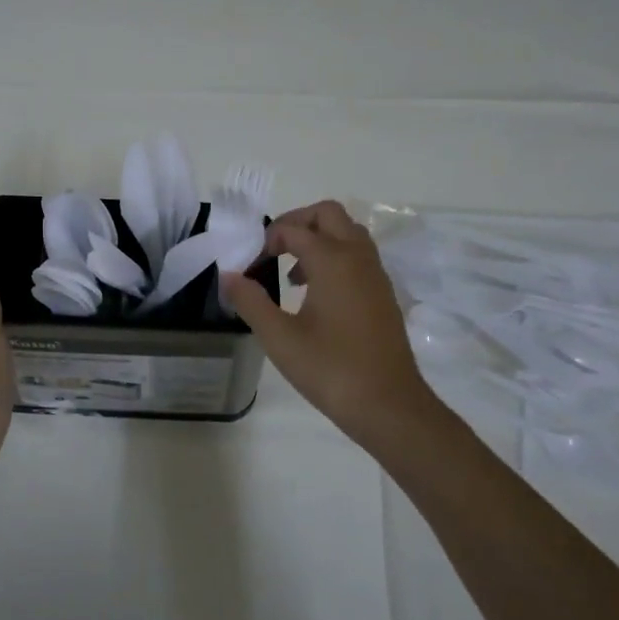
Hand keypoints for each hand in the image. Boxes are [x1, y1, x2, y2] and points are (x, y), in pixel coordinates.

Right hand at [221, 201, 442, 450]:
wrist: (389, 405)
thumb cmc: (331, 369)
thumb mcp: (279, 338)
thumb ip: (251, 302)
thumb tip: (229, 275)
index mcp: (333, 261)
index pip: (294, 229)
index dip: (266, 241)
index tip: (248, 267)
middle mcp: (358, 257)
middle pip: (328, 214)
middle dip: (297, 223)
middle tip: (272, 249)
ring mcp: (376, 275)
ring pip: (347, 233)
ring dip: (318, 240)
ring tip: (292, 274)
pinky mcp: (383, 294)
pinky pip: (358, 256)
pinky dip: (335, 258)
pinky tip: (315, 296)